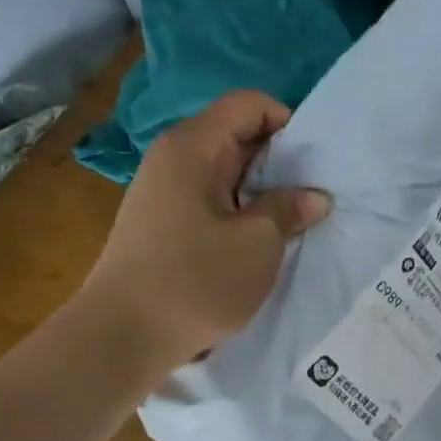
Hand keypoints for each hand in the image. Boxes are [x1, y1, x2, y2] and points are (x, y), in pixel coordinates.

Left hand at [74, 91, 329, 374]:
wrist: (123, 336)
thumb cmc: (196, 281)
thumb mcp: (258, 243)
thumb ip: (289, 209)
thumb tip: (315, 196)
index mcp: (193, 147)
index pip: (249, 105)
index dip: (289, 122)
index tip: (316, 163)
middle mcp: (176, 158)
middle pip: (240, 135)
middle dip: (283, 160)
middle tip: (317, 194)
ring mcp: (168, 191)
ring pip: (230, 172)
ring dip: (267, 191)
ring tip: (298, 220)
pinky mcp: (168, 223)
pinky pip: (217, 200)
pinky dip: (246, 212)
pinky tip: (266, 241)